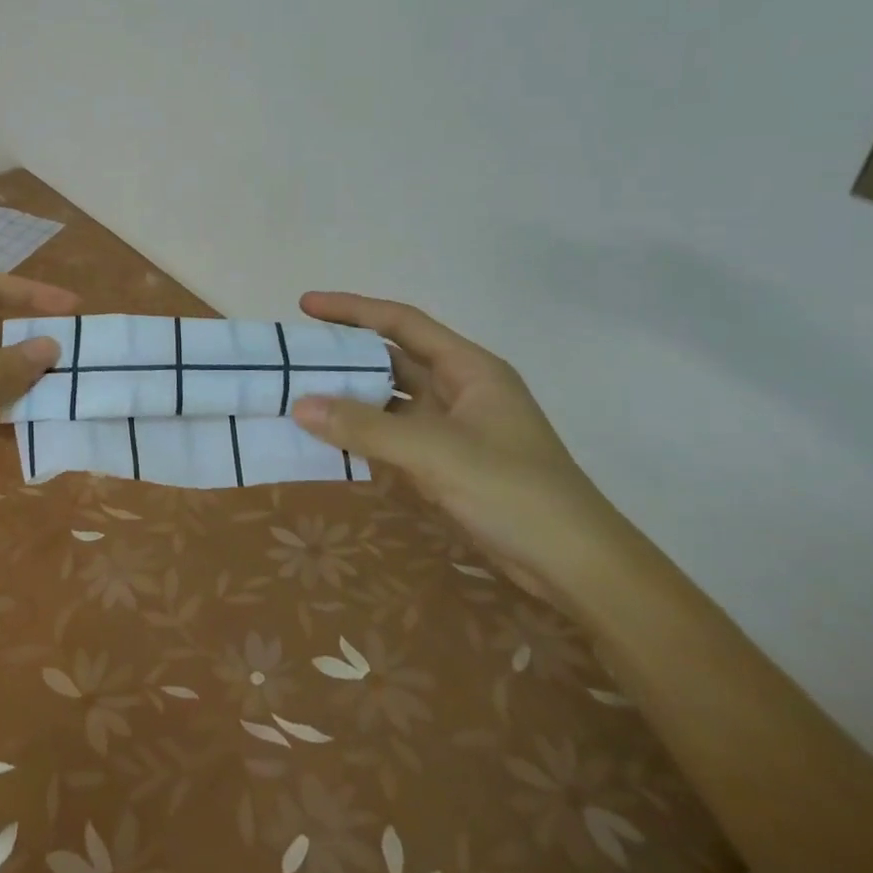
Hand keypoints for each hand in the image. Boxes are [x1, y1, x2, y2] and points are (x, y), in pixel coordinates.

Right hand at [292, 292, 636, 613]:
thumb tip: (299, 405)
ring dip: (352, 397)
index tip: (305, 306)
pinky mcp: (449, 461)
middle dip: (346, 355)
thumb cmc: (514, 492)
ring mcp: (456, 427)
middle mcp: (461, 388)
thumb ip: (365, 427)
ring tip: (301, 394)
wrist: (577, 566)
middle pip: (393, 358)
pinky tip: (330, 438)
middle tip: (295, 357)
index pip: (401, 322)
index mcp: (469, 368)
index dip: (352, 309)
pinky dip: (364, 433)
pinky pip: (396, 434)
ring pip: (392, 398)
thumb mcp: (435, 453)